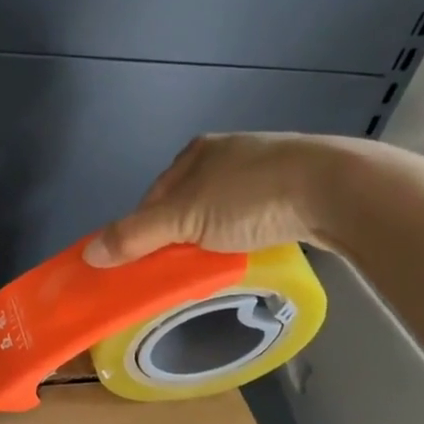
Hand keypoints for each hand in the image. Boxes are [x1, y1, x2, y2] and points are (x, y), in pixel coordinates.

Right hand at [83, 133, 360, 265]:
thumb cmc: (249, 196)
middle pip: (184, 206)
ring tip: (213, 265)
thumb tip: (88, 254)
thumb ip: (134, 236)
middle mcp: (225, 154)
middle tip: (178, 270)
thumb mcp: (183, 218)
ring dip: (210, 239)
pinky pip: (251, 217)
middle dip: (178, 238)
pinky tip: (246, 251)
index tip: (144, 265)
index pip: (152, 199)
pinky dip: (242, 235)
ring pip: (219, 213)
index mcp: (194, 153)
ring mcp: (262, 168)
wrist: (334, 189)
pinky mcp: (292, 187)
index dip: (143, 232)